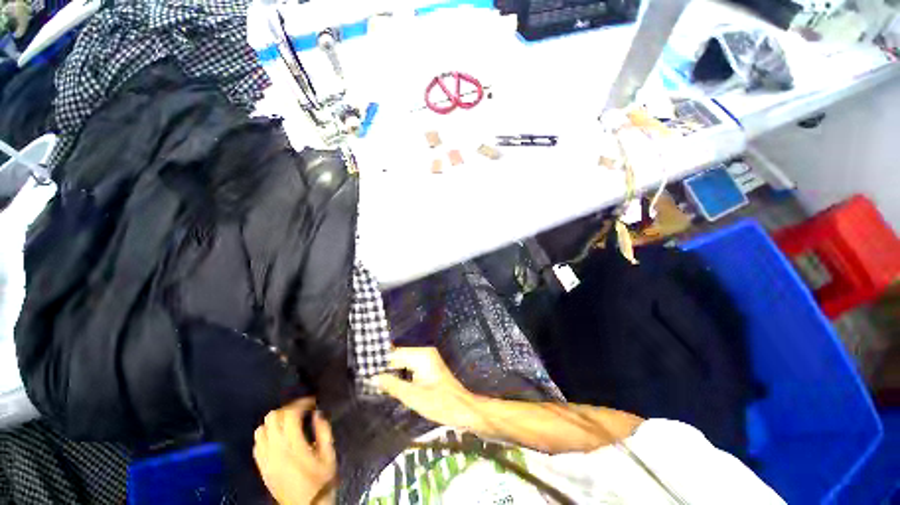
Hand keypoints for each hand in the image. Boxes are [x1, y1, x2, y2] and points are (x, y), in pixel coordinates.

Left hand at [253, 398, 336, 504]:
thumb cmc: (321, 482)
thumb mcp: (329, 456)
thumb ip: (324, 432)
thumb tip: (318, 414)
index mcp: (294, 447)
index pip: (290, 414)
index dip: (301, 403)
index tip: (312, 402)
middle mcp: (275, 451)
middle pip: (272, 417)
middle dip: (288, 409)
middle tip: (301, 410)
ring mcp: (265, 460)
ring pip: (261, 429)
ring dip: (275, 421)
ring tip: (289, 422)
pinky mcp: (261, 467)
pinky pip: (256, 444)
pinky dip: (266, 435)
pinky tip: (277, 437)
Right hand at [374, 347, 479, 427]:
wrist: (462, 409)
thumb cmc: (439, 403)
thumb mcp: (413, 396)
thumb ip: (392, 385)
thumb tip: (373, 377)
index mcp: (421, 355)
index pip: (394, 353)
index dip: (379, 361)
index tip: (362, 367)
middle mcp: (424, 352)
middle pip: (398, 356)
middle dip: (384, 366)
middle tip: (365, 375)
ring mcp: (427, 359)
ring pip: (403, 362)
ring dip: (391, 371)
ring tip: (373, 379)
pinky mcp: (428, 368)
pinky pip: (409, 367)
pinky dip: (400, 374)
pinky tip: (389, 383)